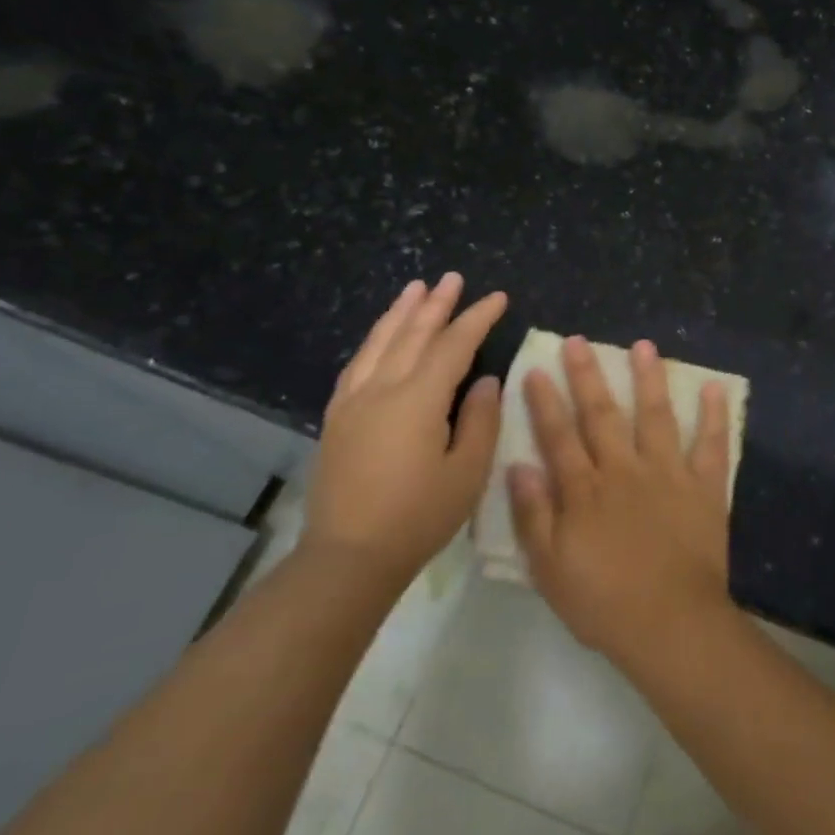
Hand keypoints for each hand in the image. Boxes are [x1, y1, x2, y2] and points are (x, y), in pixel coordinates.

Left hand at [303, 274, 507, 591]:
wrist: (348, 557)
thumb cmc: (418, 517)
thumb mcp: (466, 472)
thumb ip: (480, 420)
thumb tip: (487, 380)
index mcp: (418, 400)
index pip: (453, 345)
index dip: (477, 319)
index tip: (498, 298)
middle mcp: (382, 389)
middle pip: (413, 334)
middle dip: (437, 304)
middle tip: (453, 278)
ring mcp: (354, 402)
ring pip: (380, 343)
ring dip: (400, 313)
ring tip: (416, 288)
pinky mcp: (337, 419)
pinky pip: (357, 365)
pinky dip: (374, 341)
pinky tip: (381, 336)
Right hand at [509, 335, 734, 668]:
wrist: (670, 623)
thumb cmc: (603, 602)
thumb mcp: (550, 568)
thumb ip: (533, 515)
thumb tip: (519, 465)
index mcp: (585, 491)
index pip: (559, 437)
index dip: (545, 402)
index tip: (535, 369)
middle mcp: (624, 470)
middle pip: (602, 415)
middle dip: (588, 376)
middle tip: (579, 341)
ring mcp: (668, 474)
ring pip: (655, 416)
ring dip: (649, 379)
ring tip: (644, 346)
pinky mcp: (704, 487)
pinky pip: (711, 445)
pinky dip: (714, 416)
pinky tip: (714, 388)